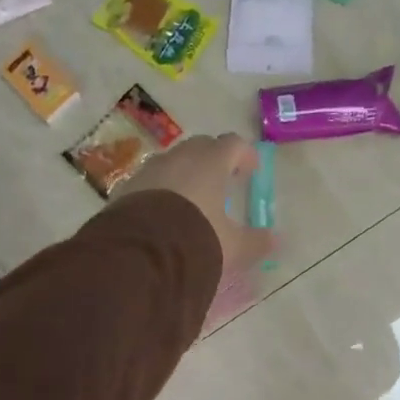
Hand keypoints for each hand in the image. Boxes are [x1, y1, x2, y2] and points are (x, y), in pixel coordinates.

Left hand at [117, 134, 273, 276]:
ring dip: (185, 174)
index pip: (232, 144)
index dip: (244, 154)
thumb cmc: (196, 240)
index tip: (251, 171)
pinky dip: (161, 190)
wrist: (139, 255)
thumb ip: (256, 241)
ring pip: (172, 162)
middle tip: (222, 181)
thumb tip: (274, 239)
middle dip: (214, 159)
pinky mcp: (126, 188)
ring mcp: (148, 170)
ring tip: (192, 200)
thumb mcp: (233, 247)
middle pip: (200, 147)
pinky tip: (163, 213)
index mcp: (210, 163)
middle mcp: (178, 158)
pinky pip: (150, 181)